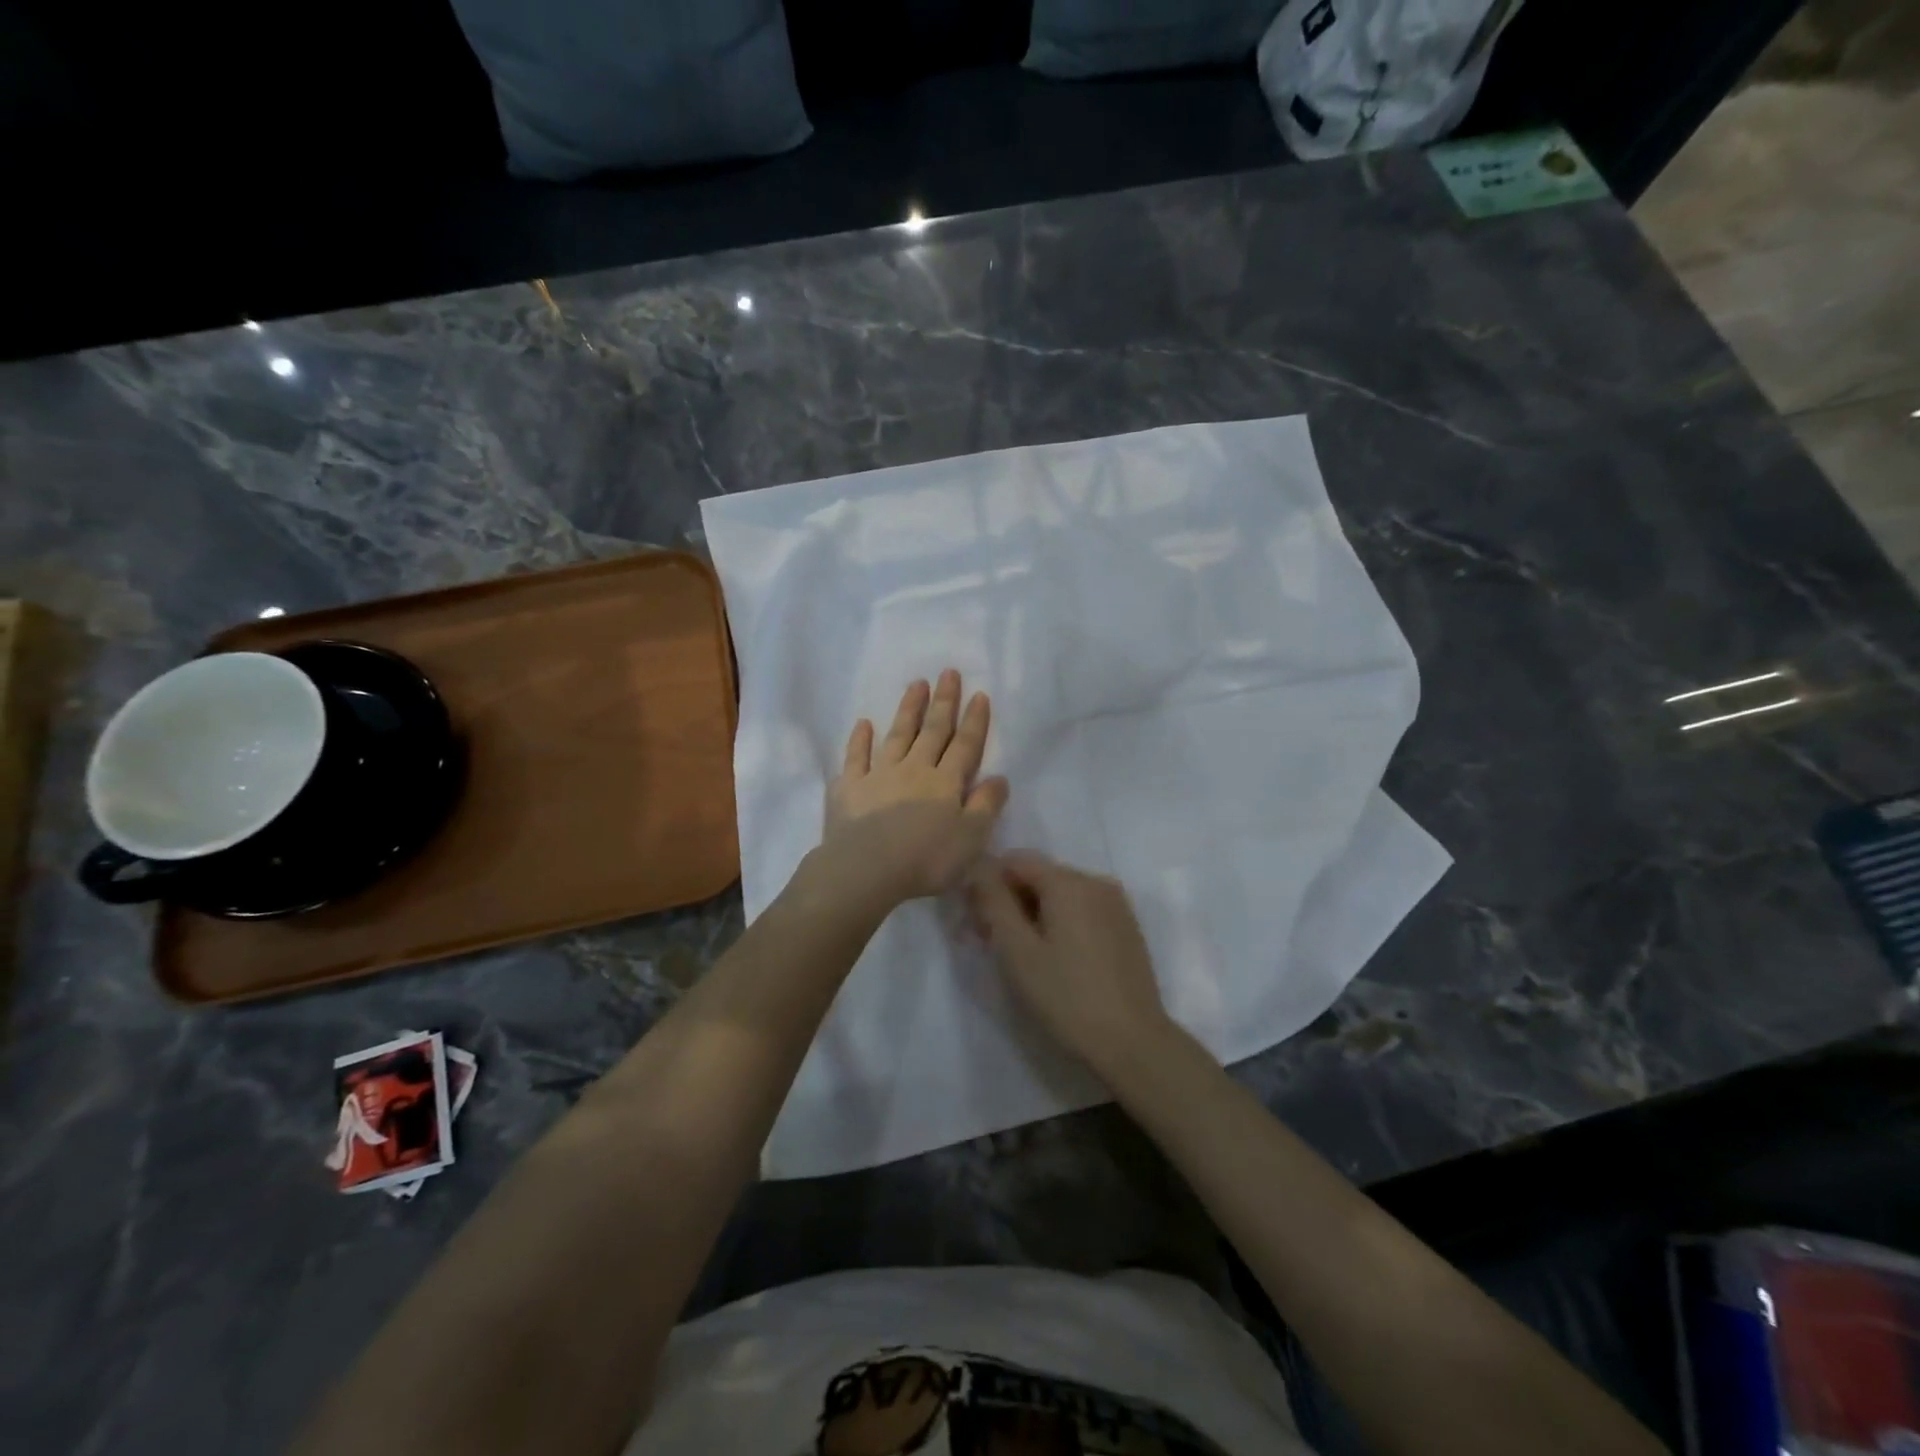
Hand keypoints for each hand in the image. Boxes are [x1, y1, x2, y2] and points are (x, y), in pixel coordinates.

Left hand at [816, 670, 1009, 912]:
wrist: (866, 869)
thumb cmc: (925, 860)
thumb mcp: (971, 839)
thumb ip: (986, 806)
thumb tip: (999, 777)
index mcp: (945, 783)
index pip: (964, 746)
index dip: (974, 721)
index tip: (979, 694)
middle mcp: (914, 770)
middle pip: (932, 731)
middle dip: (943, 702)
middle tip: (948, 672)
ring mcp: (879, 775)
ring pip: (897, 735)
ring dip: (908, 709)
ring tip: (916, 684)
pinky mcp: (849, 787)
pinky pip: (856, 757)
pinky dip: (860, 739)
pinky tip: (864, 724)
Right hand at [969, 851, 1174, 1082]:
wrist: (1133, 1043)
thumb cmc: (1067, 997)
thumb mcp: (1017, 951)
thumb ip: (993, 902)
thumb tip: (978, 866)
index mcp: (1069, 882)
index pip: (1016, 860)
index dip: (989, 884)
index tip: (977, 921)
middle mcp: (1096, 881)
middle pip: (1040, 875)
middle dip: (1012, 901)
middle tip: (992, 943)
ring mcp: (1116, 904)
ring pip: (1062, 894)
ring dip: (1035, 914)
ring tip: (1023, 956)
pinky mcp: (1126, 928)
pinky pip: (1083, 910)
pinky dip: (1061, 923)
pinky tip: (1056, 959)